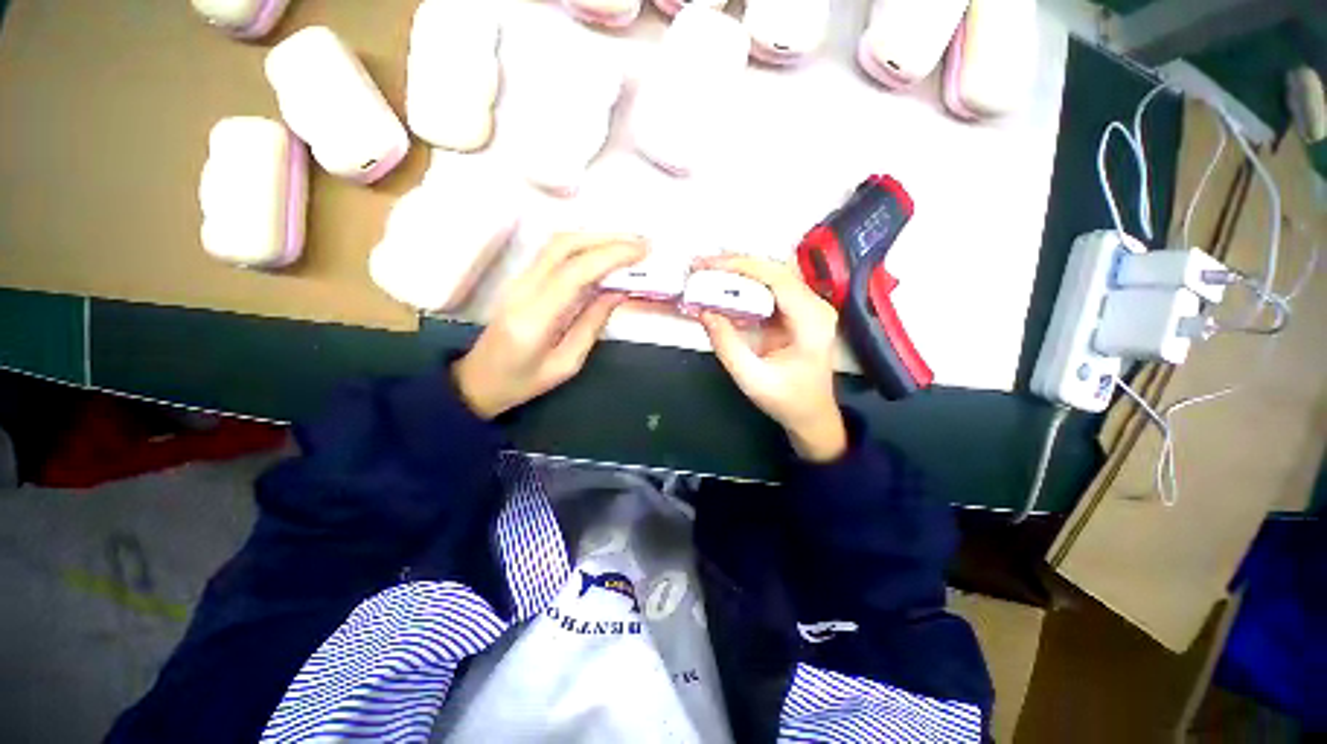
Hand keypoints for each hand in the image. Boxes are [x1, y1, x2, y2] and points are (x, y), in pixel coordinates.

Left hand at [454, 234, 647, 418]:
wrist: (477, 380)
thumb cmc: (522, 382)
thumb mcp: (565, 364)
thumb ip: (591, 325)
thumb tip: (618, 292)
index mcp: (535, 318)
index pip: (574, 272)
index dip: (610, 256)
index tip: (642, 251)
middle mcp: (523, 289)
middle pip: (564, 246)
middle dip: (607, 239)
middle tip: (642, 242)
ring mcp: (519, 280)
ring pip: (558, 243)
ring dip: (596, 237)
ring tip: (629, 244)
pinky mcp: (522, 279)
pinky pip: (554, 253)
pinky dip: (584, 246)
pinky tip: (604, 252)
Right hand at [696, 255, 847, 461]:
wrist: (812, 414)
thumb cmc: (786, 400)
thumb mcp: (751, 378)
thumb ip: (727, 345)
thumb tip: (704, 311)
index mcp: (812, 322)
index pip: (778, 279)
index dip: (743, 267)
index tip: (710, 265)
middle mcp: (816, 306)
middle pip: (776, 271)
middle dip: (737, 265)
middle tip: (702, 265)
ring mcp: (809, 306)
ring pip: (772, 275)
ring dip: (740, 271)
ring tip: (708, 270)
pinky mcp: (798, 311)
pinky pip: (771, 289)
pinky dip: (746, 284)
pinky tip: (725, 285)